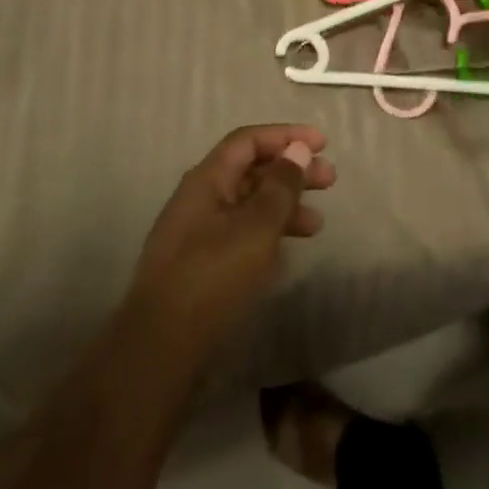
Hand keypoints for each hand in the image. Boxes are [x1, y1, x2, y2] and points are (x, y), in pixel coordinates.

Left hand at [125, 125, 335, 362]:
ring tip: (316, 225)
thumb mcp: (257, 226)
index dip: (286, 136)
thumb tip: (296, 149)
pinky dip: (268, 234)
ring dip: (284, 206)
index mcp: (206, 179)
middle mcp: (199, 199)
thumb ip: (281, 185)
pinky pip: (240, 235)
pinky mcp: (199, 269)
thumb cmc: (212, 277)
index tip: (321, 144)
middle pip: (251, 171)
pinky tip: (286, 252)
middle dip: (291, 171)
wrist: (159, 353)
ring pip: (248, 205)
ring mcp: (196, 235)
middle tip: (329, 180)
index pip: (248, 140)